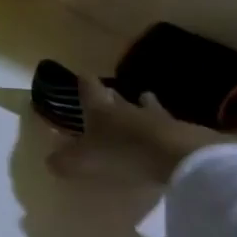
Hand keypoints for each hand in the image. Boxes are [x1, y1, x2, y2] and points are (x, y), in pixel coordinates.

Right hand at [44, 76, 223, 185]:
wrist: (182, 158)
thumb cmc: (123, 153)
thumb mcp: (83, 162)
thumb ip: (64, 161)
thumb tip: (50, 161)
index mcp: (101, 110)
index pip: (89, 88)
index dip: (84, 82)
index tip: (82, 75)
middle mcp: (128, 109)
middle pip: (119, 97)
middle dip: (113, 95)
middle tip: (111, 93)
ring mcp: (160, 119)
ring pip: (149, 107)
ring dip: (146, 105)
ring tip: (146, 101)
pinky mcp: (186, 134)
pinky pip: (173, 127)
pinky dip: (168, 129)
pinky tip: (170, 134)